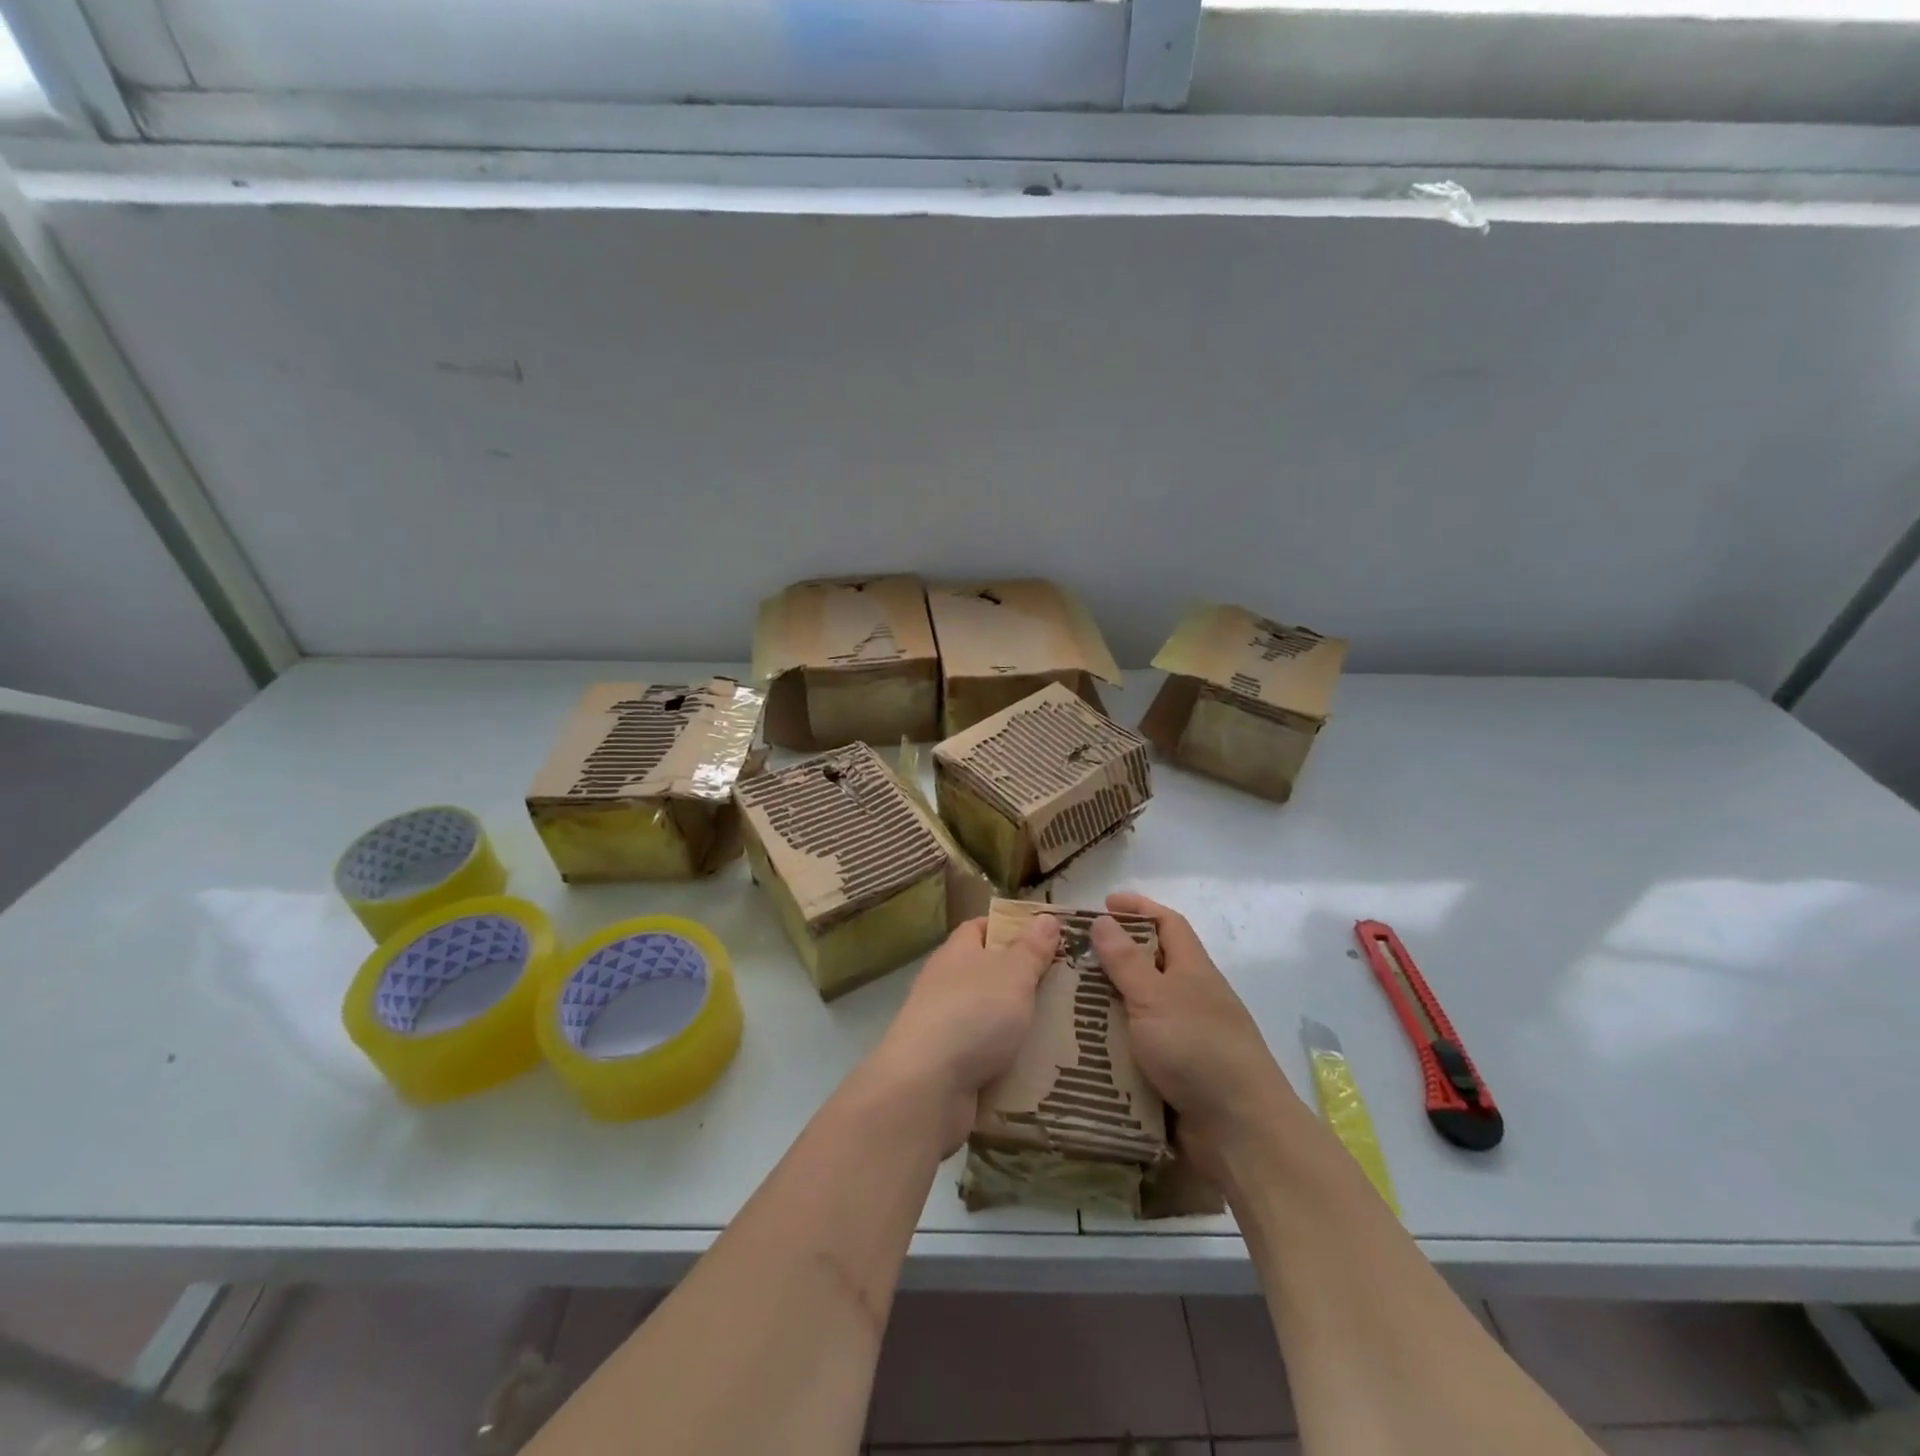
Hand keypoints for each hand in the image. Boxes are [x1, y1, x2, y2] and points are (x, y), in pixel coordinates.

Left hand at [862, 914, 1059, 1153]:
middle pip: (989, 974)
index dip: (1010, 928)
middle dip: (1024, 981)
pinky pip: (987, 1056)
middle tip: (1068, 987)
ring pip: (990, 1018)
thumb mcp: (1012, 974)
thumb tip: (1046, 917)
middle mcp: (946, 985)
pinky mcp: (949, 1066)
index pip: (980, 928)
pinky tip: (1041, 1069)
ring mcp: (944, 1027)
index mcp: (956, 953)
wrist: (927, 1087)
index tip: (1046, 938)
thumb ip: (1031, 949)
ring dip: (1020, 1025)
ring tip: (1065, 1030)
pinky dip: (1010, 1061)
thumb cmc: (973, 1014)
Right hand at [1089, 892, 1303, 1175]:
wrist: (1240, 1131)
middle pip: (1149, 966)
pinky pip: (1135, 1049)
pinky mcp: (1173, 1074)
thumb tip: (1103, 919)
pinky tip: (1080, 1048)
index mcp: (1192, 970)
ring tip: (1062, 1003)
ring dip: (1105, 1005)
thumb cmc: (1198, 1049)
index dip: (1139, 907)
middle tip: (1068, 960)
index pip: (1168, 923)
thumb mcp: (1155, 997)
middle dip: (1111, 959)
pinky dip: (1111, 1045)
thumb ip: (1126, 961)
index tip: (1103, 903)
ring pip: (1137, 1009)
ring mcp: (1183, 1038)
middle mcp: (1190, 998)